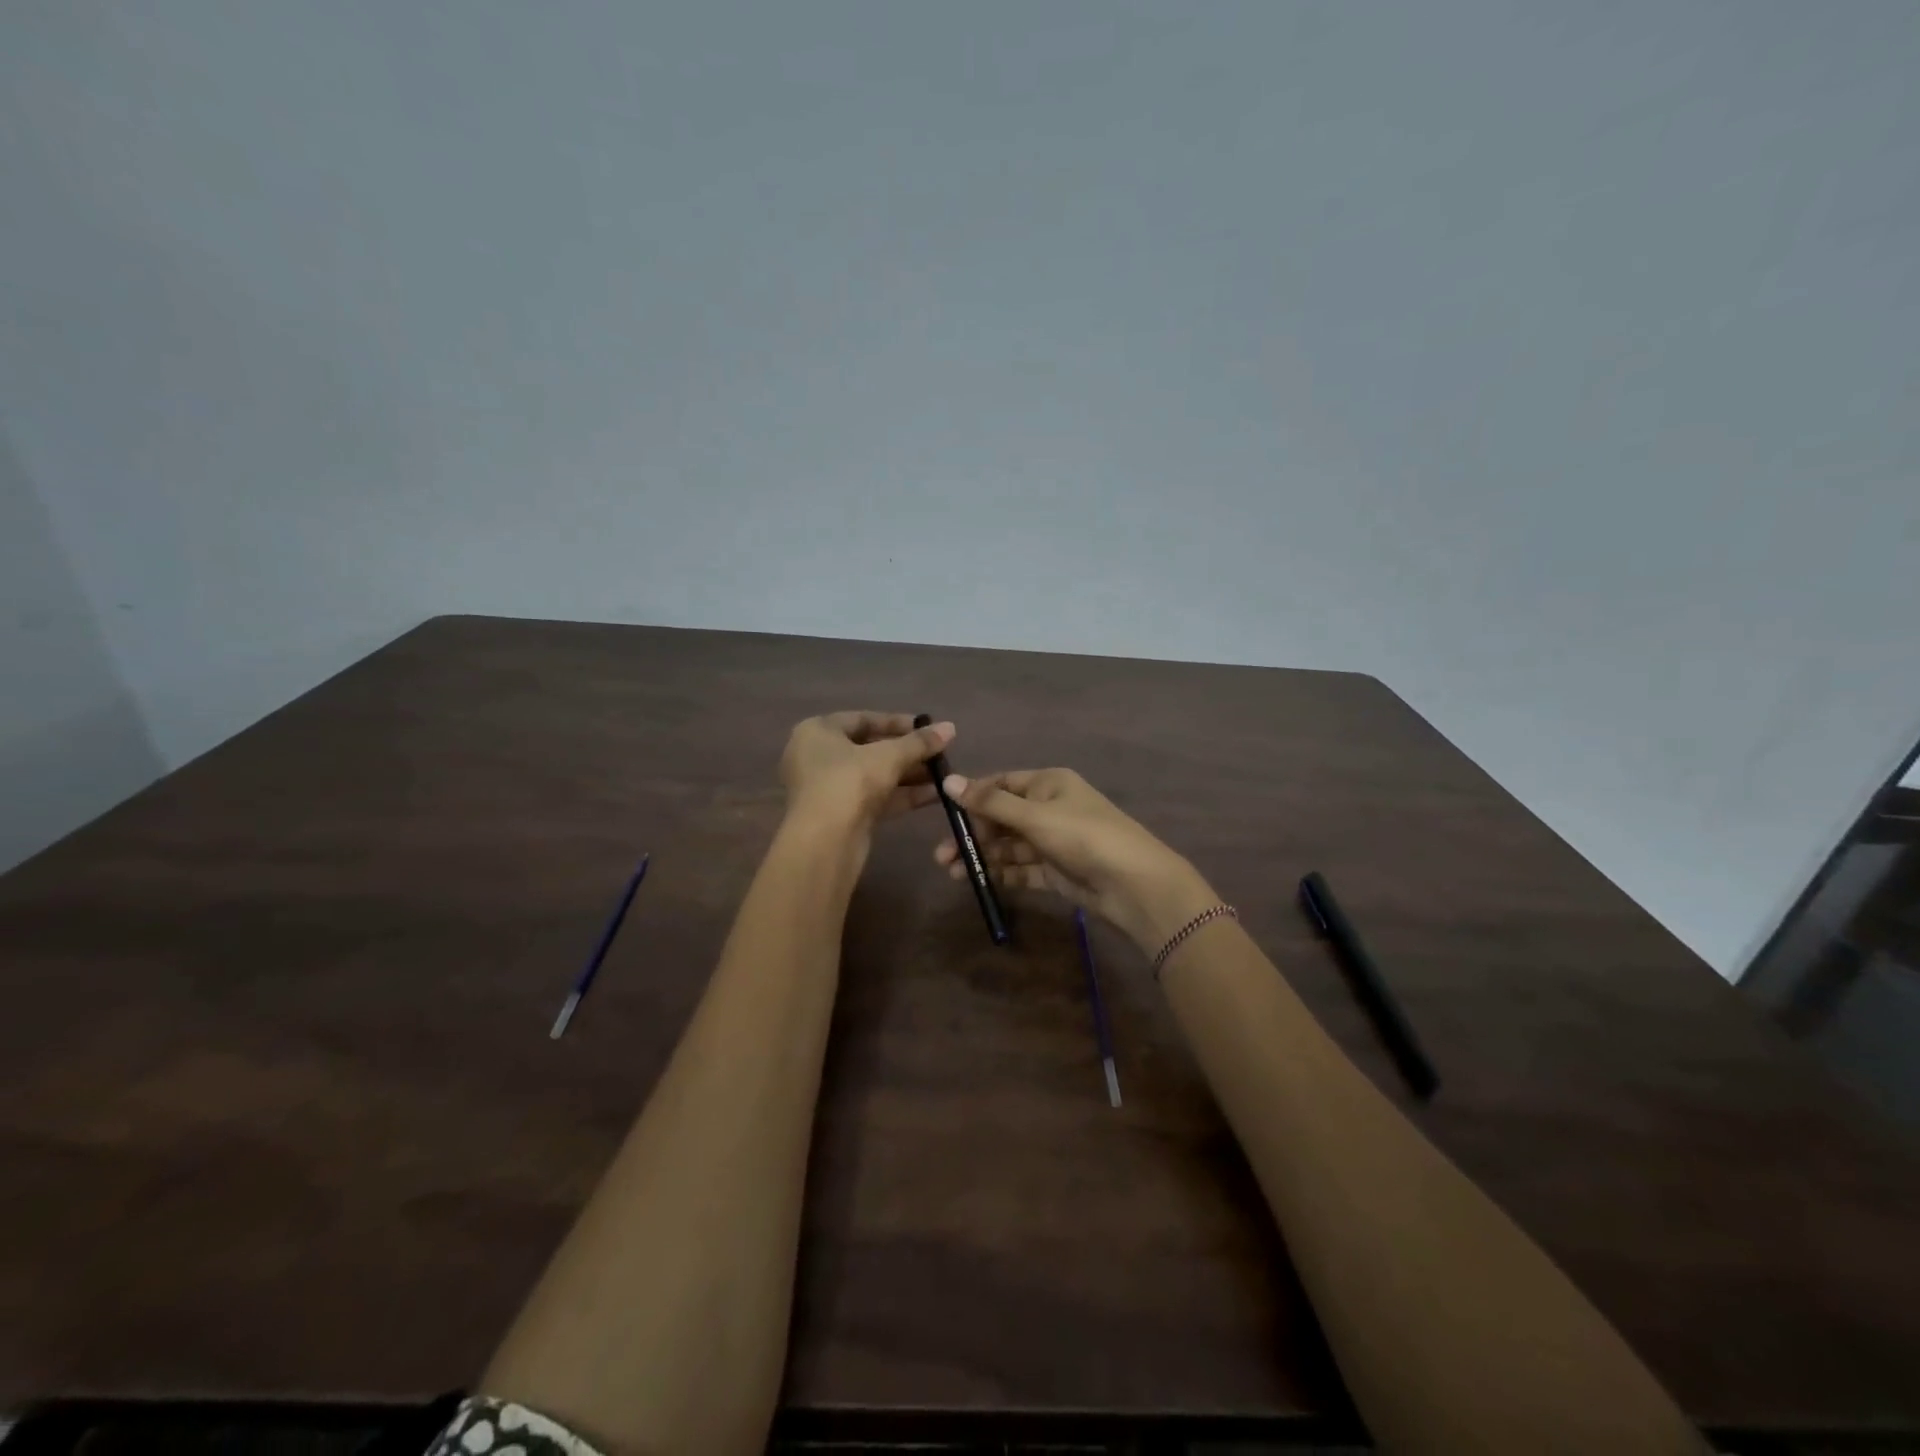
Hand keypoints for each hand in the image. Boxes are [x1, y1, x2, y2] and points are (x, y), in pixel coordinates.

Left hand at [780, 711, 953, 832]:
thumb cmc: (849, 782)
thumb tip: (950, 727)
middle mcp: (818, 757)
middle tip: (940, 753)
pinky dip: (903, 795)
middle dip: (908, 752)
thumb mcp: (889, 756)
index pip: (862, 719)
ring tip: (944, 774)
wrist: (825, 843)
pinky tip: (936, 795)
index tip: (929, 727)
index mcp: (817, 732)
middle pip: (870, 748)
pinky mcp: (843, 816)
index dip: (898, 722)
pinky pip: (876, 798)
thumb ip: (919, 742)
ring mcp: (830, 789)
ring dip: (910, 774)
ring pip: (875, 775)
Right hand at [935, 768, 1218, 956]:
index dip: (972, 796)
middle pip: (1001, 817)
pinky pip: (1022, 869)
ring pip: (1009, 846)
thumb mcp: (1035, 816)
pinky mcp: (1056, 871)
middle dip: (972, 834)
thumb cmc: (1083, 837)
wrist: (1134, 885)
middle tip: (942, 855)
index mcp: (1048, 783)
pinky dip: (1001, 874)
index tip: (944, 813)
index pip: (1001, 784)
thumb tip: (948, 782)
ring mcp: (1053, 841)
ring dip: (982, 856)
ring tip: (952, 873)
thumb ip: (990, 803)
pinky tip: (979, 882)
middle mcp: (1049, 808)